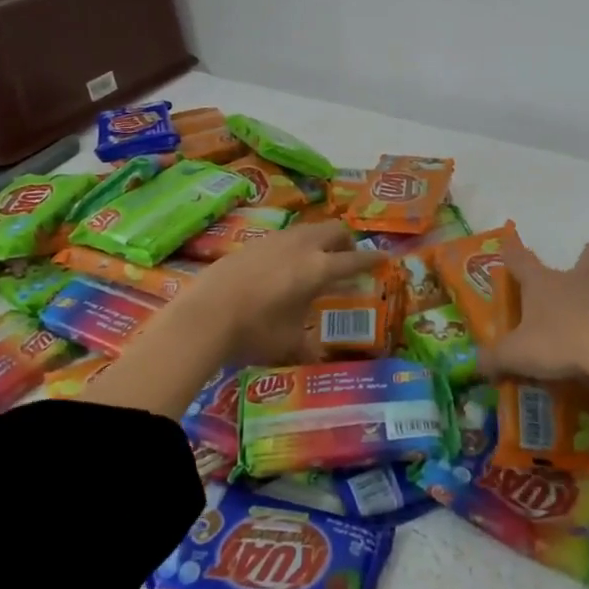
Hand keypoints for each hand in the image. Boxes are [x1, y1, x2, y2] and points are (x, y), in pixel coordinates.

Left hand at [171, 219, 382, 366]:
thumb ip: (307, 347)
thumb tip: (316, 359)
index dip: (372, 260)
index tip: (384, 257)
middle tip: (347, 259)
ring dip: (318, 240)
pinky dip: (294, 246)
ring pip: (307, 229)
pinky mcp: (252, 243)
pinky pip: (284, 237)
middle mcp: (301, 246)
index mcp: (318, 268)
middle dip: (346, 241)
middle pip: (334, 230)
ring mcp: (274, 240)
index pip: (354, 260)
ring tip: (314, 262)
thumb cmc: (255, 331)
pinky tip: (281, 267)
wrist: (204, 315)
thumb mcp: (288, 344)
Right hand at [479, 232, 588, 407]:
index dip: (512, 252)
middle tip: (581, 275)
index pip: (521, 259)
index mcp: (542, 283)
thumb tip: (478, 364)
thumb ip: (495, 359)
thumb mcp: (516, 354)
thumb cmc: (557, 340)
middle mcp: (576, 283)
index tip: (509, 247)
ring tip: (586, 358)